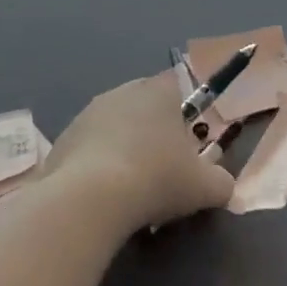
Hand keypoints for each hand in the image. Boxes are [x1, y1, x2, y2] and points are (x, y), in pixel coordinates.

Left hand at [46, 72, 234, 231]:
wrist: (89, 199)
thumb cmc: (156, 179)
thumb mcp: (205, 187)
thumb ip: (221, 182)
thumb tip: (223, 185)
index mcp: (159, 92)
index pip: (178, 86)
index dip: (186, 113)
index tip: (189, 143)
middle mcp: (122, 92)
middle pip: (145, 106)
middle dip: (154, 132)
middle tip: (165, 168)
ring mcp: (88, 114)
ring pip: (115, 127)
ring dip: (124, 148)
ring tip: (132, 188)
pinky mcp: (62, 139)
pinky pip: (89, 149)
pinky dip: (97, 167)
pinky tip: (103, 196)